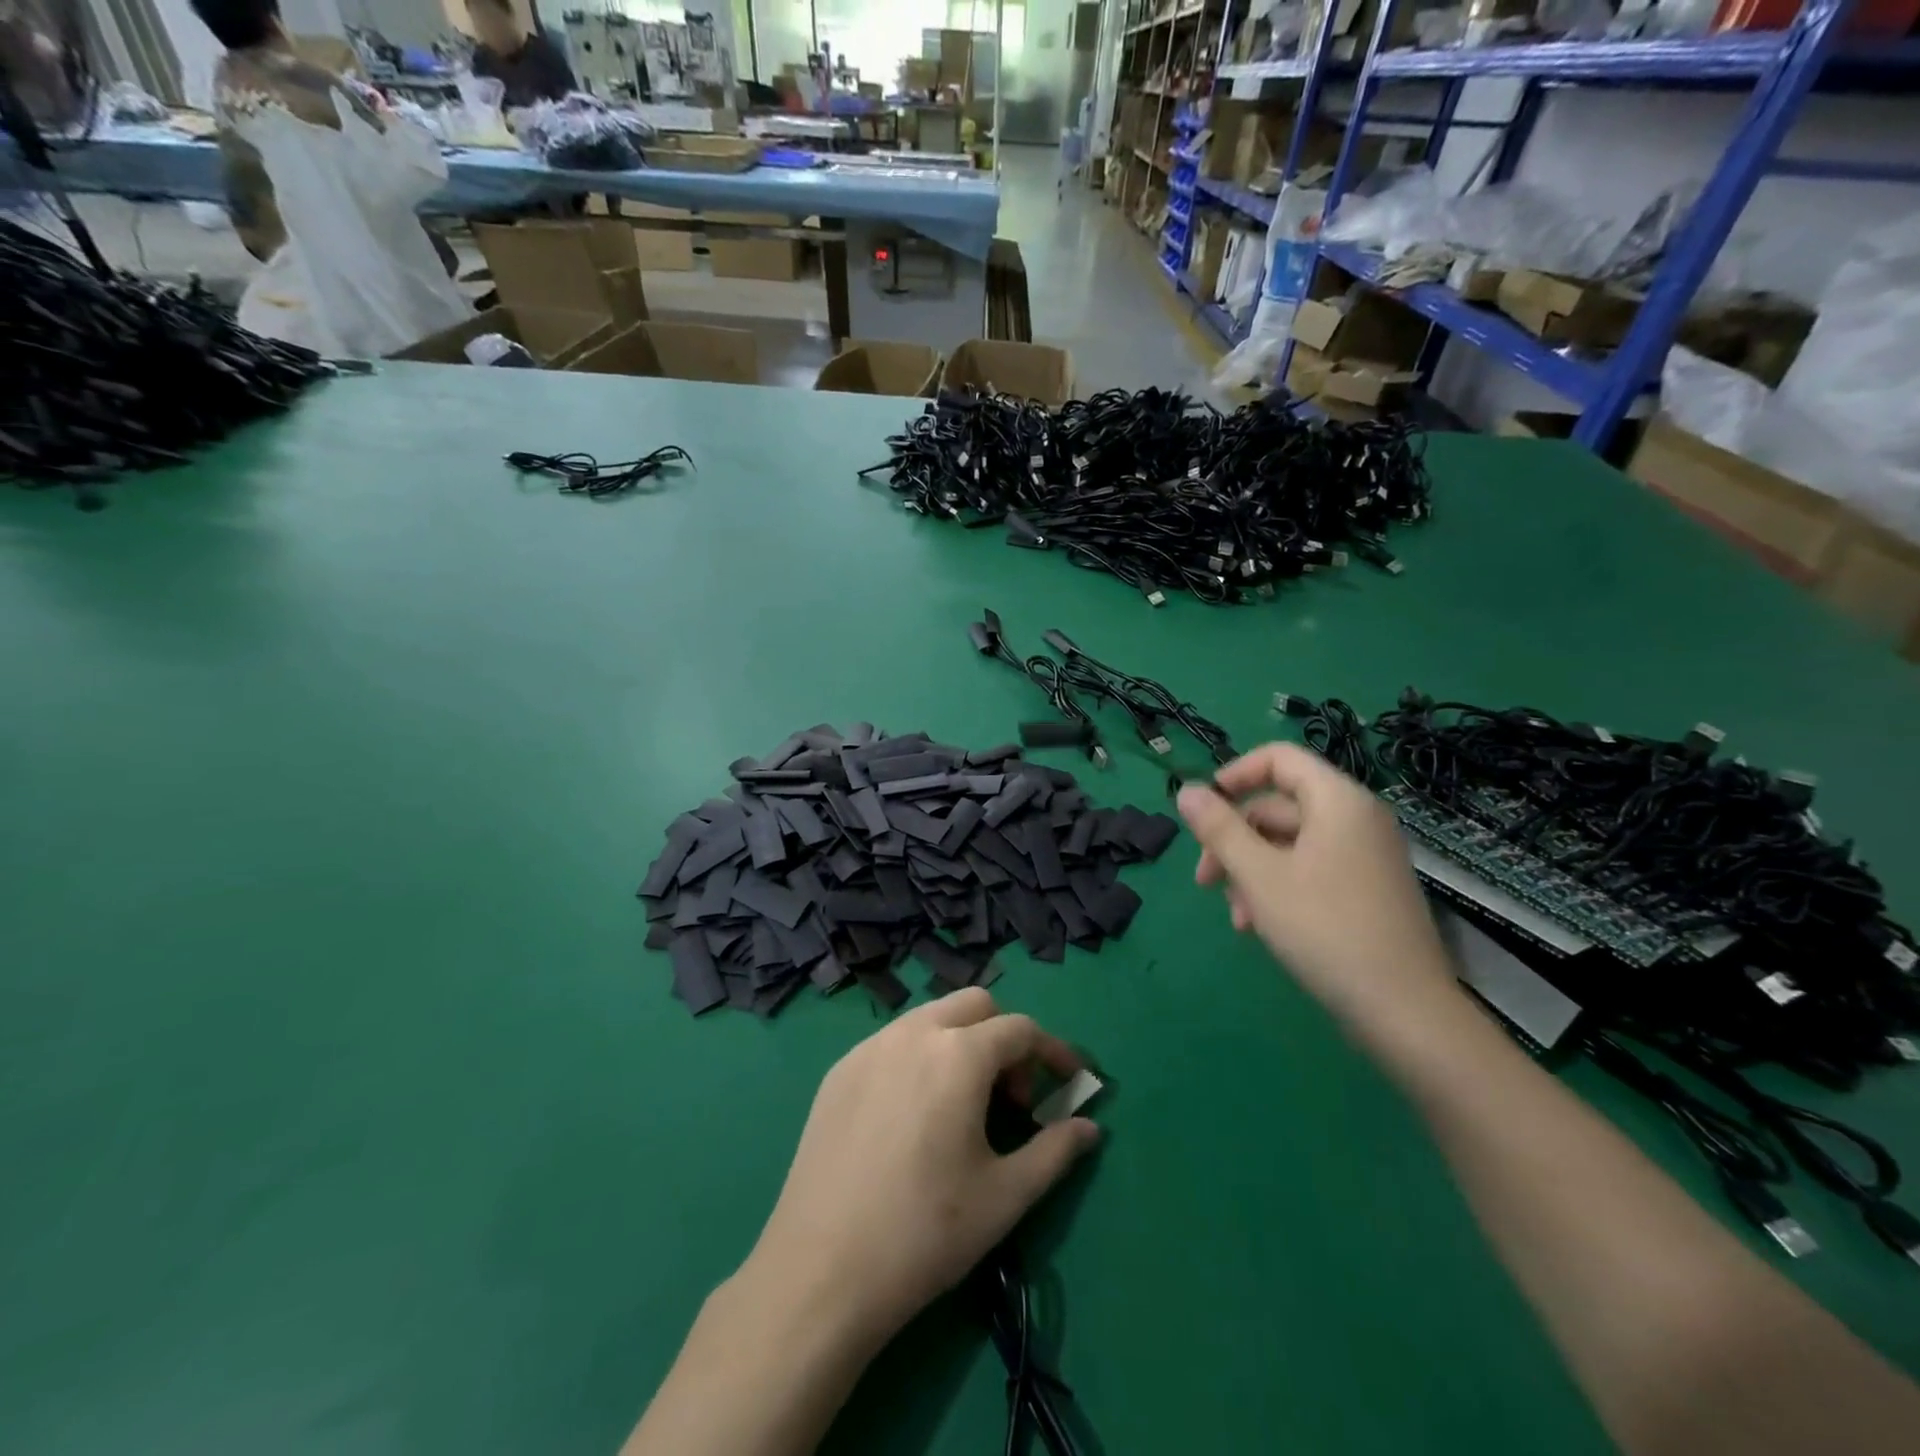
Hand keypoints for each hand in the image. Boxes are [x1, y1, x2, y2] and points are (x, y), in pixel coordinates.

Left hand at [742, 989, 1100, 1348]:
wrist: (821, 1271)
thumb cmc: (925, 1232)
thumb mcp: (1005, 1196)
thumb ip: (1056, 1151)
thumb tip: (1090, 1128)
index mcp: (957, 1054)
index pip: (1020, 1029)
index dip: (1053, 1051)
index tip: (1071, 1080)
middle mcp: (912, 1033)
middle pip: (975, 1005)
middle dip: (1005, 1037)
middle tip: (1012, 1096)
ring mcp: (869, 1047)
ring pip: (931, 1018)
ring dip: (961, 1042)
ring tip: (964, 1105)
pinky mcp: (839, 1070)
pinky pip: (893, 1042)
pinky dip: (921, 1056)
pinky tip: (914, 1114)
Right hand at [1176, 743, 1456, 1047]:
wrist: (1404, 1010)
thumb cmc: (1324, 928)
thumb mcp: (1258, 875)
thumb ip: (1218, 829)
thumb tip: (1185, 790)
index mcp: (1337, 801)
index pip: (1279, 759)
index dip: (1234, 775)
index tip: (1203, 810)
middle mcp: (1356, 818)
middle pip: (1279, 806)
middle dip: (1234, 839)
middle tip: (1204, 880)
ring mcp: (1366, 856)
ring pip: (1290, 844)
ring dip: (1251, 871)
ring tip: (1236, 916)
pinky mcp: (1368, 890)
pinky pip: (1312, 869)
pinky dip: (1279, 887)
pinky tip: (1259, 925)